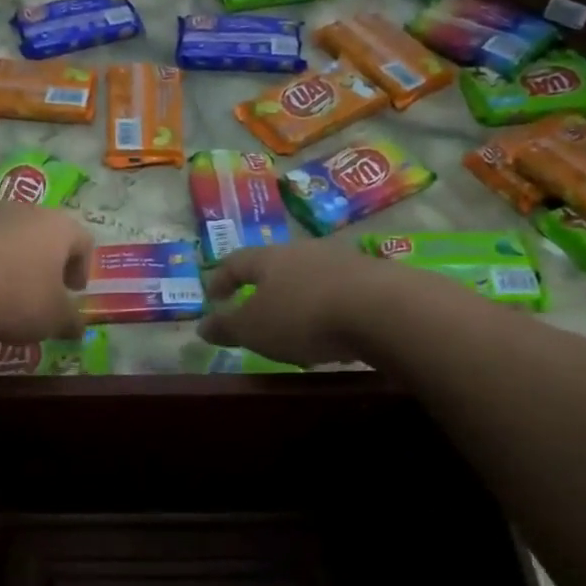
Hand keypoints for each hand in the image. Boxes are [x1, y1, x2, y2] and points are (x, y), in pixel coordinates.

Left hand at [0, 203, 92, 343]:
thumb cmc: (17, 298)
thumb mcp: (53, 319)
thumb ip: (70, 321)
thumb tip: (78, 327)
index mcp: (57, 227)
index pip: (82, 239)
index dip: (82, 267)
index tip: (73, 291)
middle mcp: (23, 211)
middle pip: (43, 231)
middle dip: (45, 261)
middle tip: (42, 290)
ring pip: (7, 235)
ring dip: (11, 259)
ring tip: (4, 293)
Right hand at [197, 240, 391, 365]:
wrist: (384, 309)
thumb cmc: (303, 316)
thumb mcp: (254, 329)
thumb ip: (226, 327)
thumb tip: (202, 326)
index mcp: (269, 258)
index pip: (236, 262)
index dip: (220, 279)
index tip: (212, 296)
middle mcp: (304, 251)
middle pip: (276, 266)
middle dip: (263, 289)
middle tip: (255, 311)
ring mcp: (342, 261)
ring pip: (310, 278)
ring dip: (298, 300)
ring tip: (295, 329)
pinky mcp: (374, 278)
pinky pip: (340, 293)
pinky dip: (328, 311)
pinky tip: (332, 335)